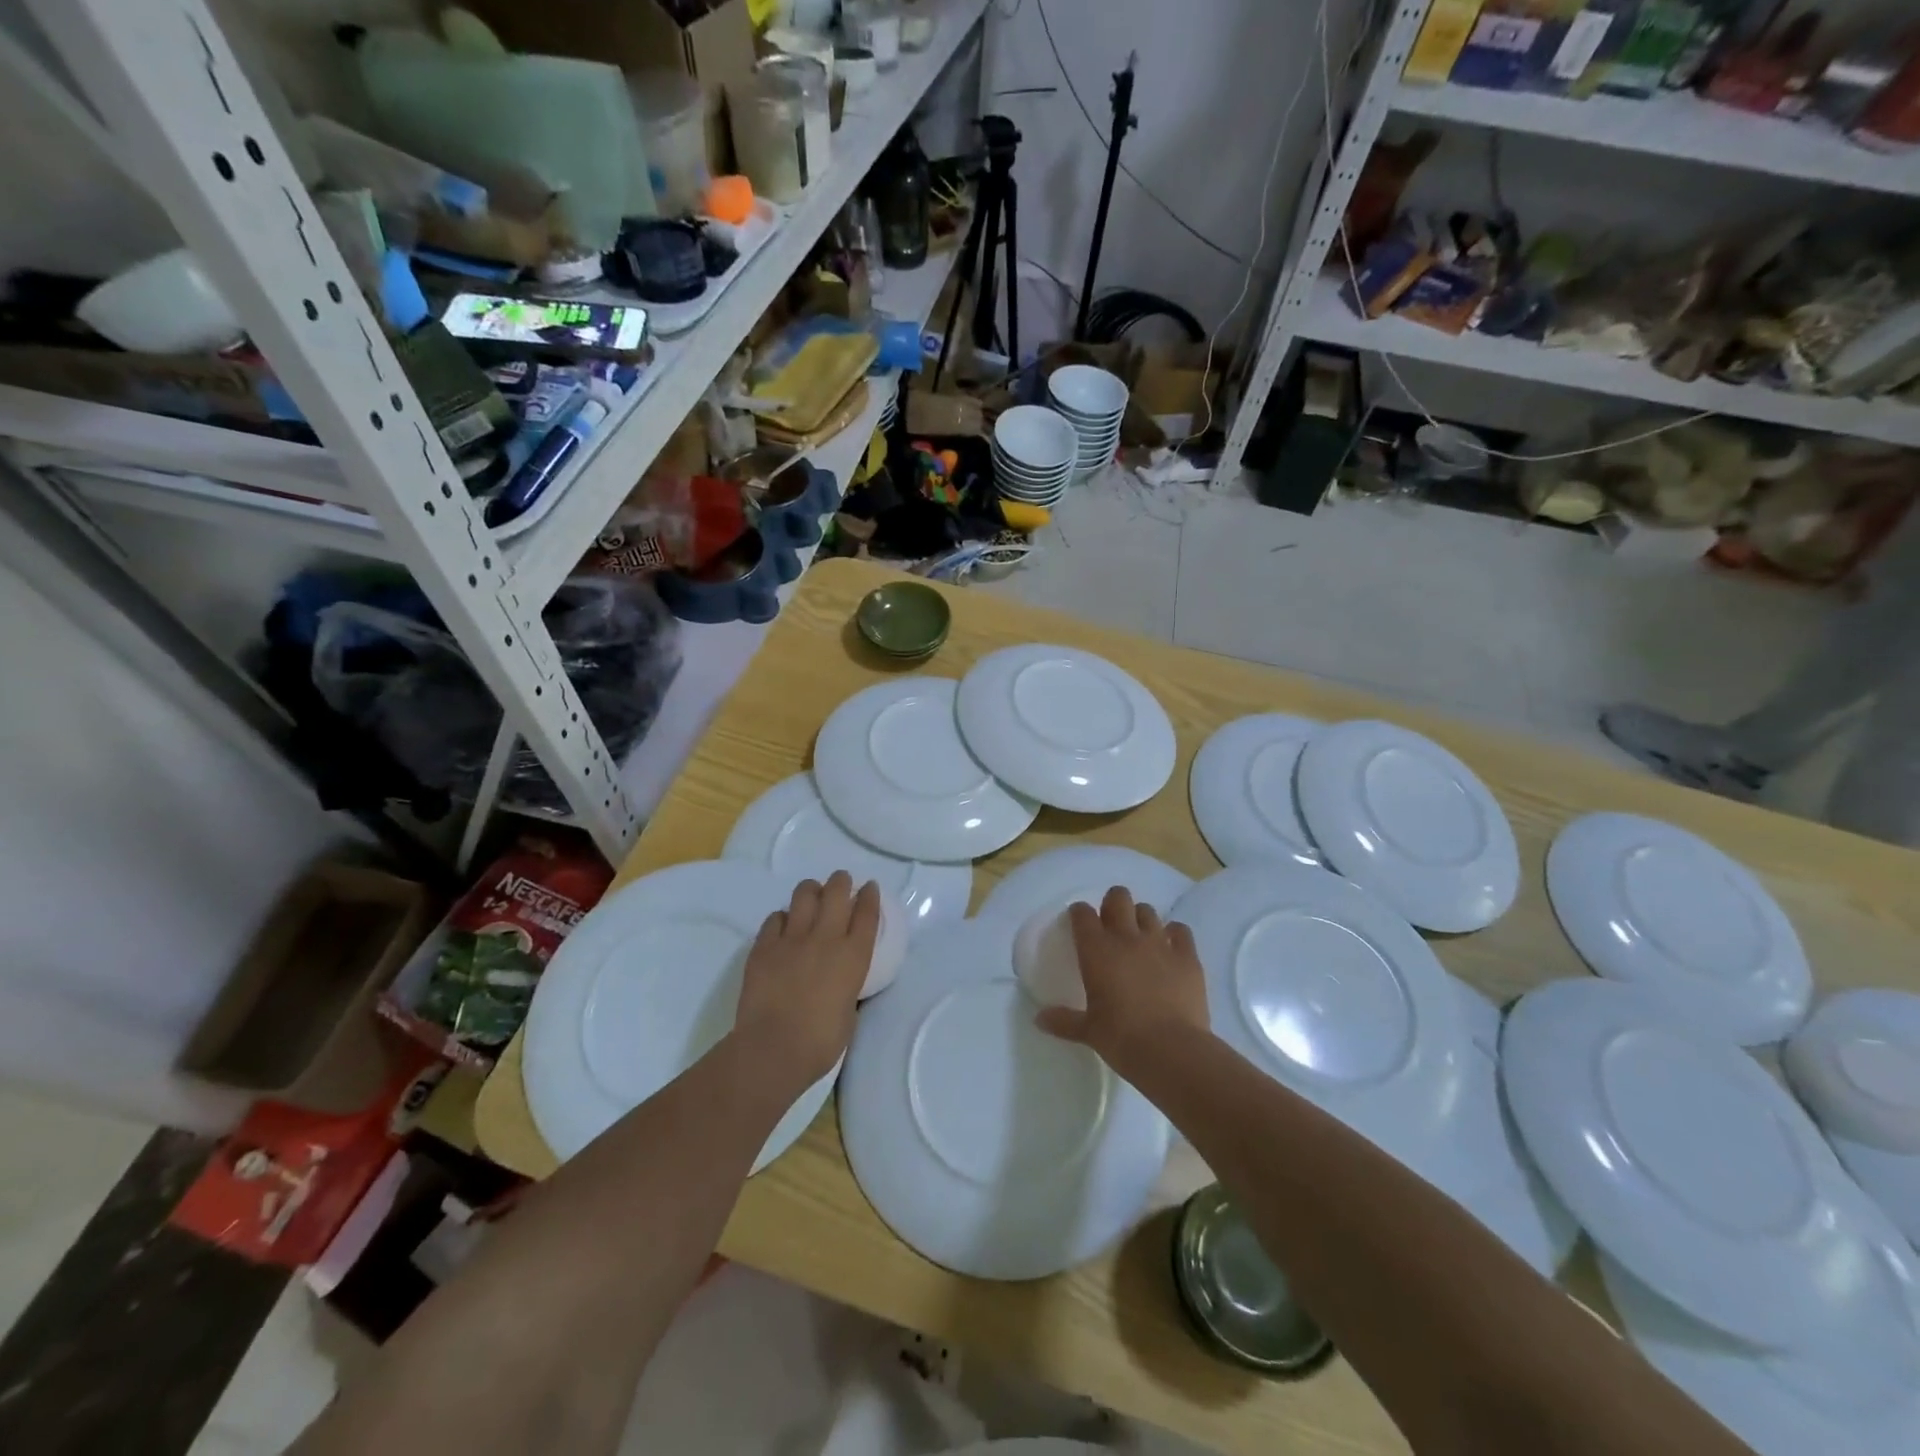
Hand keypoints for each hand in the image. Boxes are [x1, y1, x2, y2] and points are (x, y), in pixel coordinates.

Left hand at [733, 871, 879, 1089]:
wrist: (773, 1048)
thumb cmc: (820, 1042)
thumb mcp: (849, 1012)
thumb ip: (848, 987)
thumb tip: (841, 982)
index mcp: (853, 956)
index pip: (867, 913)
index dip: (869, 896)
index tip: (869, 887)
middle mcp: (825, 938)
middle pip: (836, 892)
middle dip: (841, 882)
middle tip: (841, 882)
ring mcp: (792, 939)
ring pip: (804, 895)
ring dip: (811, 890)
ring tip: (812, 895)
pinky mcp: (764, 946)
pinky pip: (775, 918)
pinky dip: (782, 918)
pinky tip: (783, 925)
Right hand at [1035, 885, 1210, 1077]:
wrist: (1171, 1050)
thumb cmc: (1121, 1038)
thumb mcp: (1088, 1031)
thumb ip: (1063, 1021)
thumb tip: (1040, 1019)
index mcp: (1096, 950)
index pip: (1082, 914)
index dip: (1079, 914)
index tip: (1078, 922)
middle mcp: (1127, 937)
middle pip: (1118, 898)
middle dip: (1112, 903)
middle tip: (1111, 922)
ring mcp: (1160, 943)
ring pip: (1147, 911)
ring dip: (1141, 918)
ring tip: (1140, 935)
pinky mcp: (1187, 956)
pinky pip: (1180, 930)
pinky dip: (1174, 934)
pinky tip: (1171, 947)